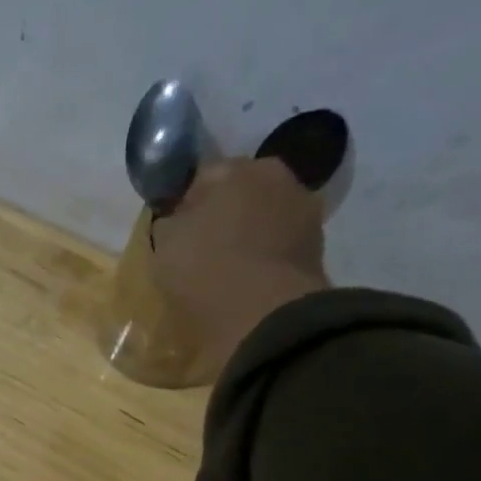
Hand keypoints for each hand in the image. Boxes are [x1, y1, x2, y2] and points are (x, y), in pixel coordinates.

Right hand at [148, 156, 330, 382]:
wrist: (263, 313)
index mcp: (234, 168)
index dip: (184, 204)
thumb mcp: (164, 244)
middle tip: (201, 249)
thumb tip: (178, 220)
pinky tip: (248, 283)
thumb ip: (170, 223)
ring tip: (227, 270)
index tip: (174, 232)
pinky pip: (280, 247)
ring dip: (249, 236)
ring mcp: (304, 211)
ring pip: (264, 219)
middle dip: (222, 215)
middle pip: (240, 193)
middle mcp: (276, 176)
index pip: (201, 177)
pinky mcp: (317, 247)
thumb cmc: (205, 268)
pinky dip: (266, 259)